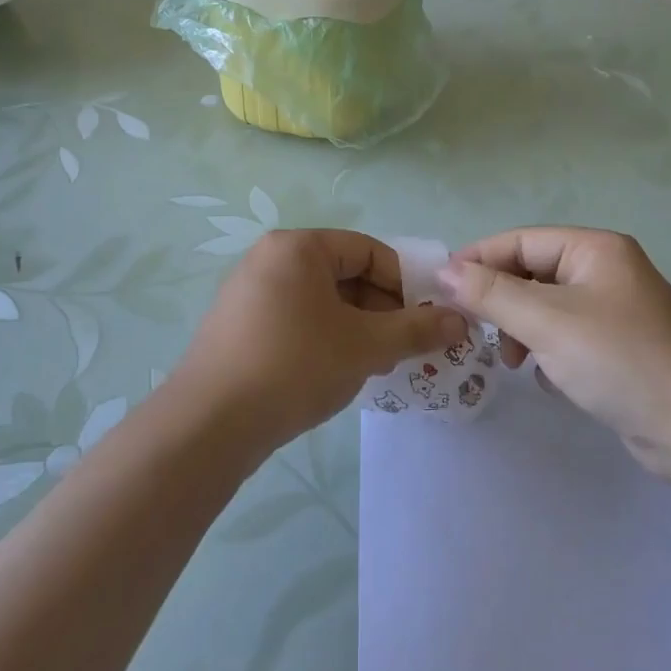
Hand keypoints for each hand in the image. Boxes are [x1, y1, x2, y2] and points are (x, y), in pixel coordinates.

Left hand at [177, 230, 467, 450]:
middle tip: (399, 349)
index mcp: (299, 247)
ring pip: (321, 301)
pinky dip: (324, 339)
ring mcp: (248, 292)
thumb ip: (416, 330)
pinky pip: (295, 319)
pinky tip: (333, 374)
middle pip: (344, 274)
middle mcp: (269, 258)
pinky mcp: (237, 325)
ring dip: (356, 328)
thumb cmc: (295, 366)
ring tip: (371, 366)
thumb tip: (460, 321)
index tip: (424, 321)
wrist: (210, 424)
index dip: (404, 284)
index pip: (368, 250)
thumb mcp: (365, 346)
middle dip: (380, 310)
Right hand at [438, 228, 670, 473]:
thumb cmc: (618, 359)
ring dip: (520, 328)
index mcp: (595, 249)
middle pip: (532, 272)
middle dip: (500, 300)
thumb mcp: (547, 322)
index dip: (478, 260)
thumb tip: (443, 271)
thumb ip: (491, 294)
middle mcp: (605, 270)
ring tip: (511, 361)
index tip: (440, 287)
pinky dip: (545, 348)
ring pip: (546, 306)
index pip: (520, 240)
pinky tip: (541, 374)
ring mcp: (614, 309)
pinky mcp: (617, 345)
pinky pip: (565, 333)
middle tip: (471, 328)